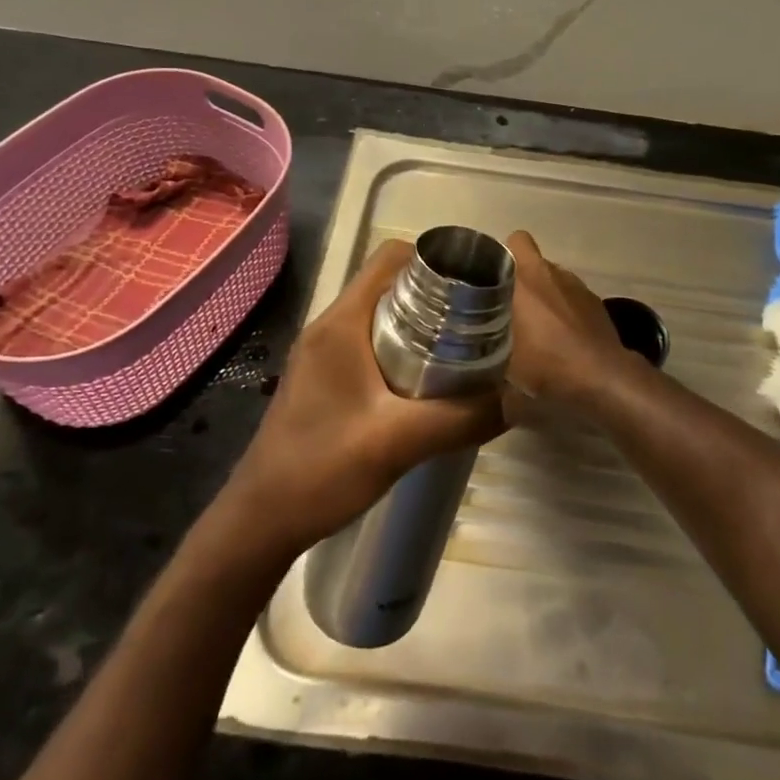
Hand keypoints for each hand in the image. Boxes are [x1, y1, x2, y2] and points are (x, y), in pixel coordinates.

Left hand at [222, 239, 506, 557]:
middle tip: (479, 320)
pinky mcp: (324, 377)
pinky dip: (403, 348)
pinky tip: (429, 383)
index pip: (389, 258)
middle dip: (436, 295)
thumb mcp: (398, 443)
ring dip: (421, 324)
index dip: (434, 260)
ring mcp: (324, 352)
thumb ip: (461, 418)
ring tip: (463, 349)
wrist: (261, 520)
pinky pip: (371, 343)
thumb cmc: (320, 470)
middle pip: (390, 284)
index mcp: (341, 322)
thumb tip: (518, 398)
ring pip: (382, 315)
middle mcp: (330, 326)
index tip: (475, 285)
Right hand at [504, 230, 644, 409]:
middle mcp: (553, 273)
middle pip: (533, 262)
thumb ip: (486, 360)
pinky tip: (560, 336)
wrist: (602, 377)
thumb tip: (472, 375)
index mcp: (526, 278)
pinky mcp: (596, 302)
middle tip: (507, 306)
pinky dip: (564, 308)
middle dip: (520, 278)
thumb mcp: (505, 368)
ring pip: (553, 279)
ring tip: (534, 324)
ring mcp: (578, 287)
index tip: (492, 277)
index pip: (516, 241)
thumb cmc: (547, 364)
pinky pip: (571, 297)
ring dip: (543, 293)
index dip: (504, 255)